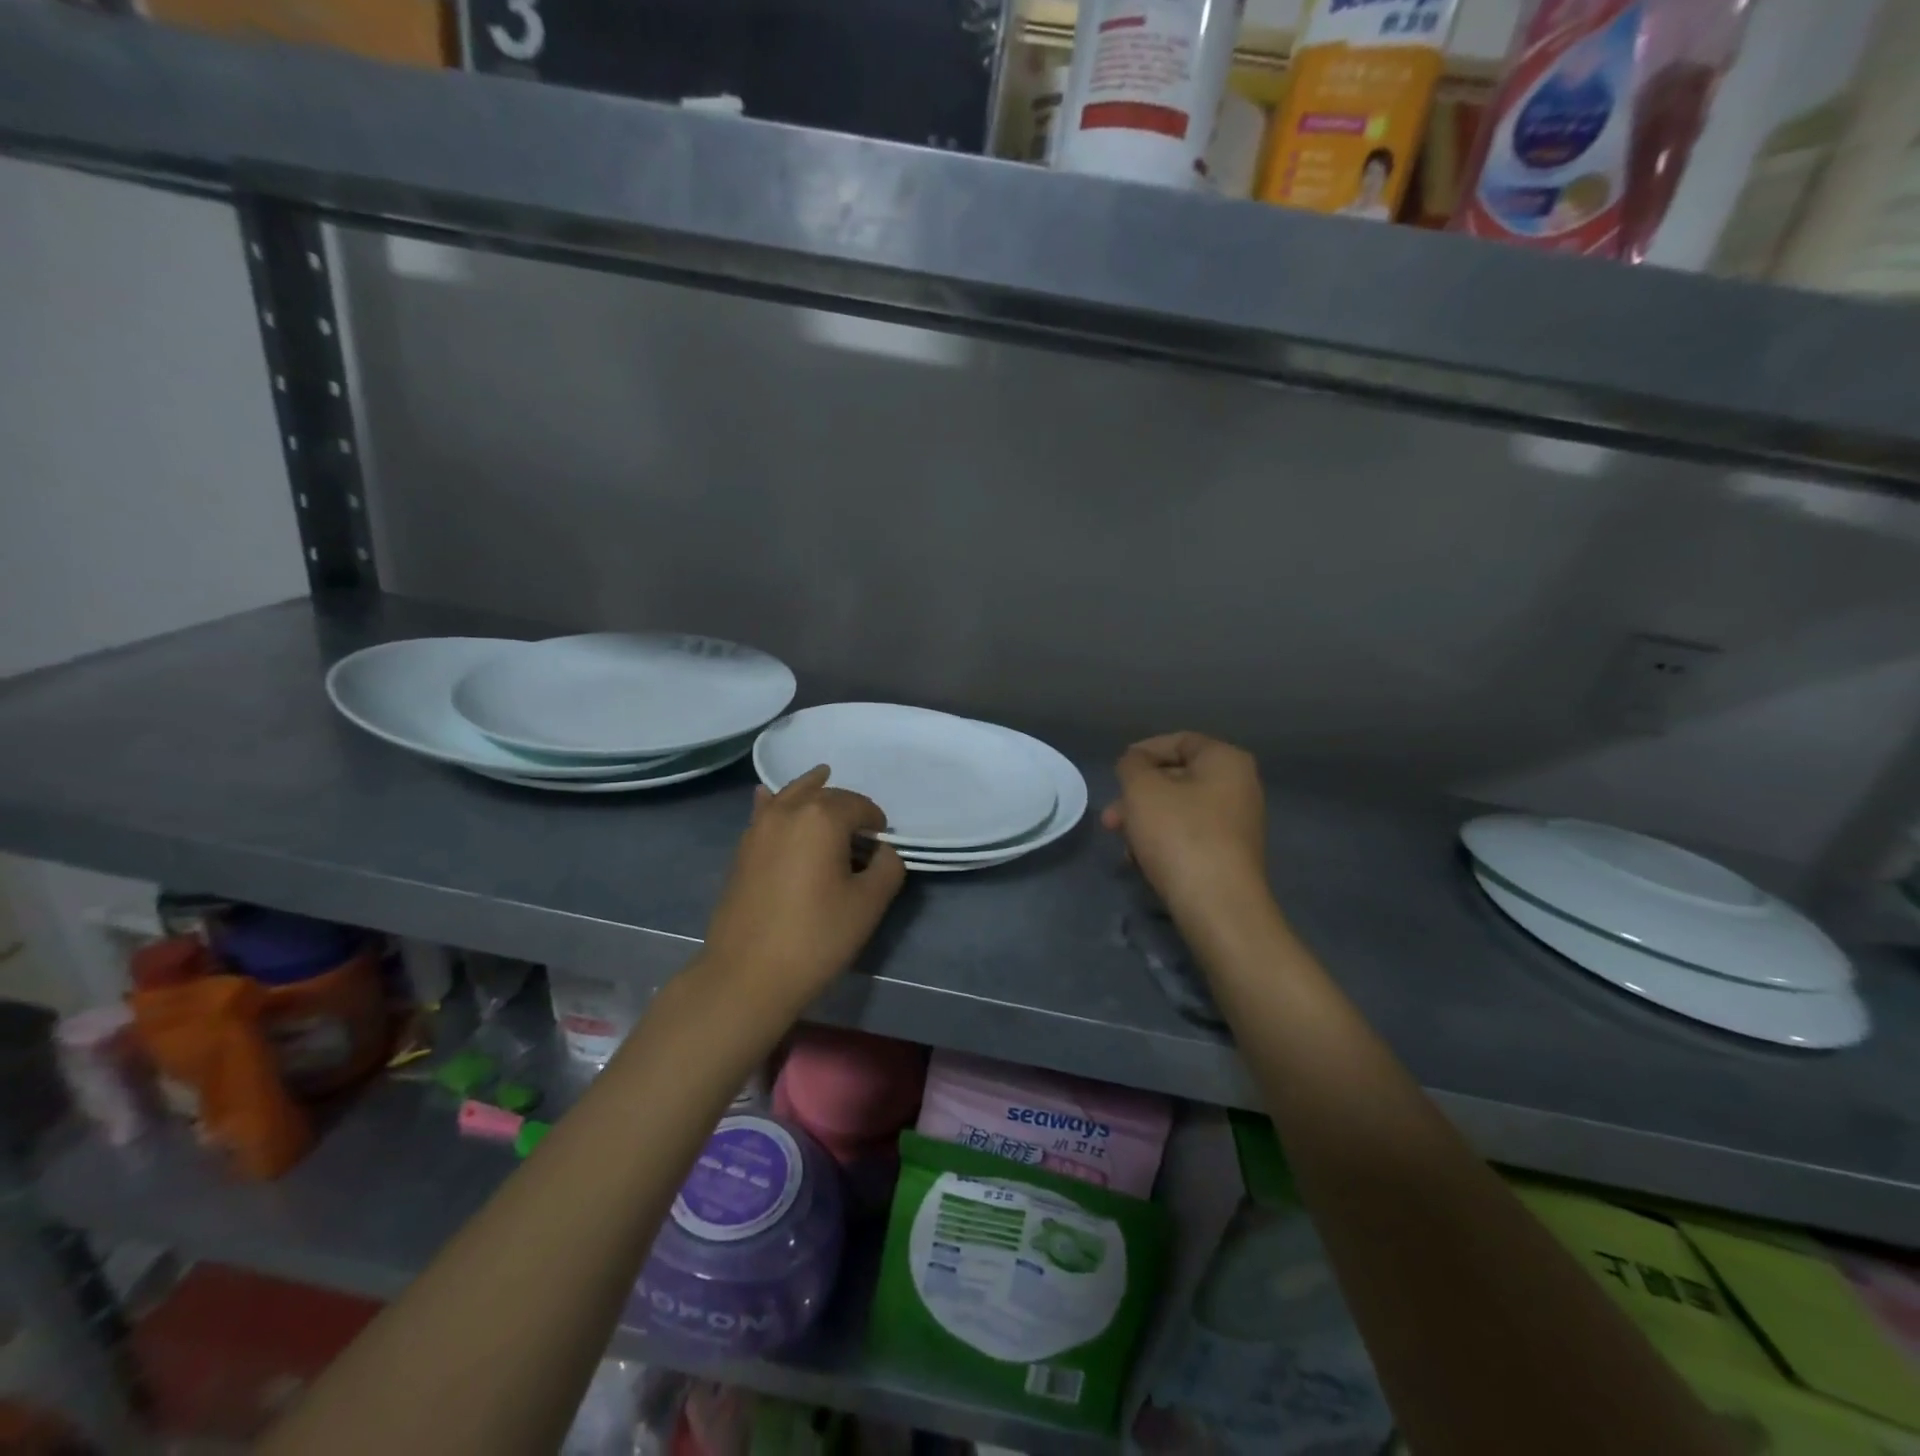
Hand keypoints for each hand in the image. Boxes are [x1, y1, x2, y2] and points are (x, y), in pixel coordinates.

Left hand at [700, 766, 905, 1016]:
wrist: (747, 975)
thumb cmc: (816, 937)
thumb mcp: (869, 904)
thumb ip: (888, 867)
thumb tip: (882, 851)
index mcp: (822, 817)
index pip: (860, 806)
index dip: (877, 823)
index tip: (883, 848)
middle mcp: (788, 810)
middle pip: (826, 795)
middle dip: (848, 808)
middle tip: (862, 836)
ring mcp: (758, 827)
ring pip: (791, 795)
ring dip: (812, 792)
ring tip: (825, 786)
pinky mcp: (742, 849)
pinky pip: (763, 812)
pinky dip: (774, 802)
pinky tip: (769, 796)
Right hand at [1102, 733, 1268, 926]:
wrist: (1217, 906)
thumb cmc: (1179, 835)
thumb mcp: (1142, 790)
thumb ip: (1131, 765)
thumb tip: (1135, 763)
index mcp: (1226, 760)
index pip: (1179, 741)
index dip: (1143, 752)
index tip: (1117, 773)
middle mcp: (1239, 786)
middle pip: (1176, 778)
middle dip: (1137, 796)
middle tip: (1110, 818)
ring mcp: (1237, 823)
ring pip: (1178, 809)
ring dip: (1144, 821)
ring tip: (1121, 845)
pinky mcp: (1229, 855)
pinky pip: (1189, 835)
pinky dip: (1162, 842)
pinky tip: (1140, 862)